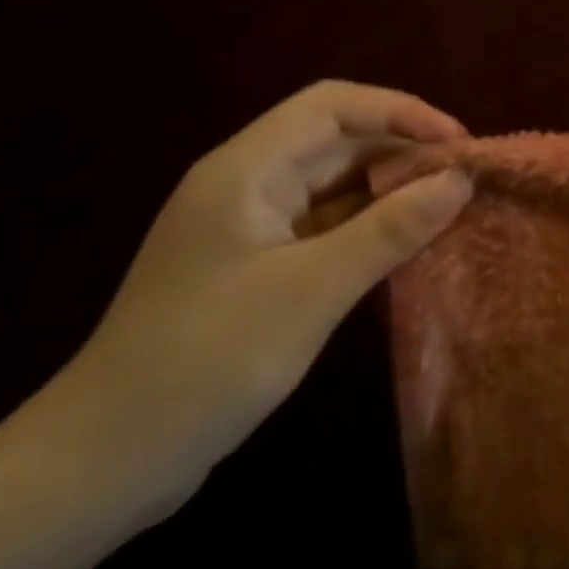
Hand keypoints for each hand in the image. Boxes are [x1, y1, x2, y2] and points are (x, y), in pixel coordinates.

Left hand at [43, 80, 472, 521]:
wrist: (104, 462)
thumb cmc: (206, 361)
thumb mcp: (311, 291)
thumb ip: (390, 230)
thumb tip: (458, 180)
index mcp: (246, 170)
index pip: (332, 106)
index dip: (400, 112)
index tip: (458, 143)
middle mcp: (246, 184)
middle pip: (335, 141)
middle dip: (402, 149)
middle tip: (464, 178)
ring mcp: (248, 226)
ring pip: (332, 184)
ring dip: (388, 189)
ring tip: (447, 206)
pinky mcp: (254, 266)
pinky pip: (324, 225)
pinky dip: (367, 226)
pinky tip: (404, 243)